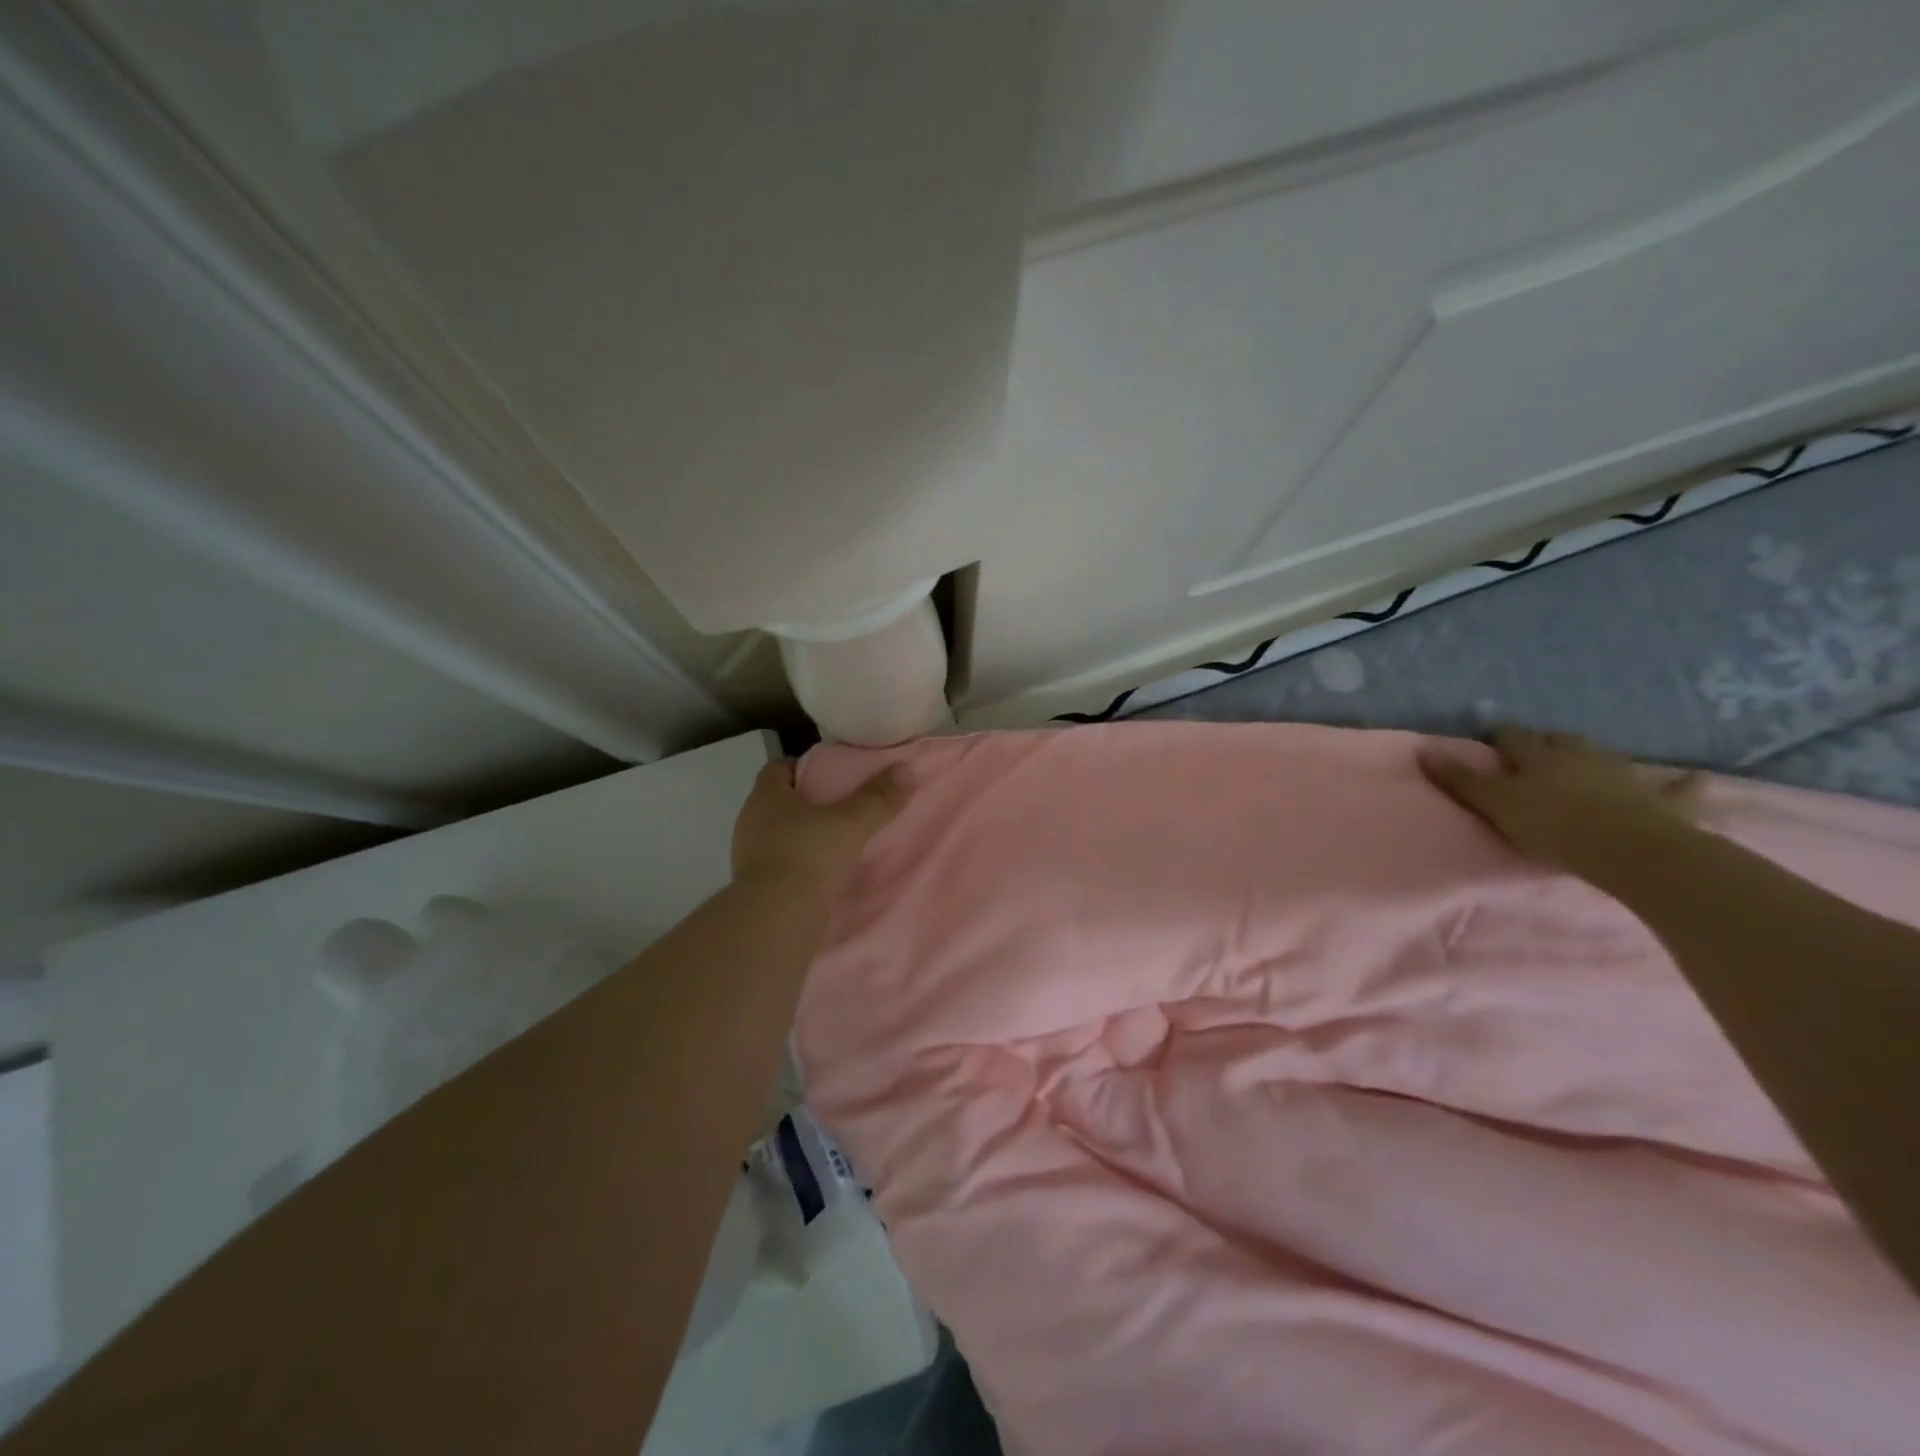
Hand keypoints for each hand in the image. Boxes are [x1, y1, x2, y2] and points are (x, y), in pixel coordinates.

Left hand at [731, 759, 905, 898]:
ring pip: (777, 835)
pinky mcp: (753, 887)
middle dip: (806, 803)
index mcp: (766, 797)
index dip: (802, 767)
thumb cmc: (809, 856)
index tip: (828, 773)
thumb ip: (877, 797)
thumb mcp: (851, 823)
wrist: (777, 919)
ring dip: (801, 836)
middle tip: (839, 806)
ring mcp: (748, 857)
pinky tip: (822, 874)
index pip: (778, 769)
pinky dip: (798, 865)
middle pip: (778, 802)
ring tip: (834, 842)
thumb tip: (906, 769)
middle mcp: (750, 822)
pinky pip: (778, 865)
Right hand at [1417, 728, 1702, 876]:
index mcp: (1538, 756)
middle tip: (1538, 752)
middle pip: (1561, 741)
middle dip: (1548, 743)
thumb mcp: (1493, 803)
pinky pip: (1679, 789)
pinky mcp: (1664, 801)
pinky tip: (1694, 779)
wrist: (1629, 850)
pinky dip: (1684, 784)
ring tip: (1590, 763)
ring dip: (1596, 758)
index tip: (1490, 739)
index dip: (1500, 737)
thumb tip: (1422, 750)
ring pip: (1607, 758)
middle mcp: (1581, 757)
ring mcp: (1625, 775)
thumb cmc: (1551, 825)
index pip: (1512, 738)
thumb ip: (1459, 780)